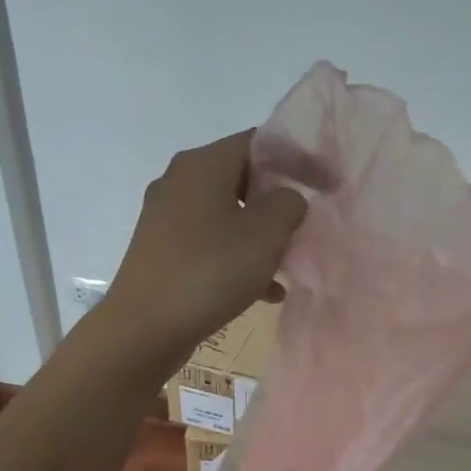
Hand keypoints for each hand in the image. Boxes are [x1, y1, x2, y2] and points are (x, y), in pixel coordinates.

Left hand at [100, 130, 307, 377]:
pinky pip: (211, 245)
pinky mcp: (162, 252)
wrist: (144, 328)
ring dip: (261, 236)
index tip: (326, 184)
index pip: (259, 141)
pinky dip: (238, 260)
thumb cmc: (210, 271)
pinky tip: (265, 292)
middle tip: (306, 224)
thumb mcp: (266, 233)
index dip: (297, 158)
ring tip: (289, 264)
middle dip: (278, 201)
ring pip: (228, 216)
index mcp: (203, 164)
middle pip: (242, 178)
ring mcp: (166, 218)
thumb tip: (286, 199)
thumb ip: (288, 203)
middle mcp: (179, 181)